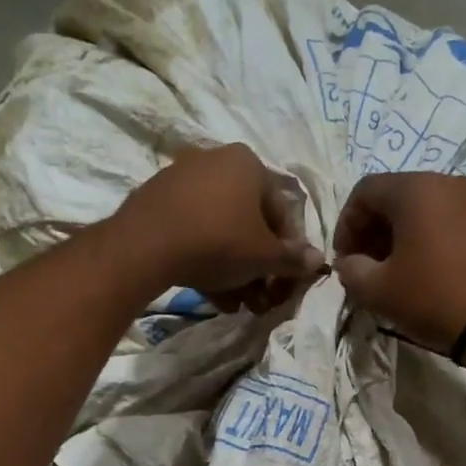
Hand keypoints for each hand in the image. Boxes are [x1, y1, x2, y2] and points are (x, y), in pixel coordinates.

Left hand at [113, 144, 324, 310]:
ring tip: (237, 304)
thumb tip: (319, 261)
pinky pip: (193, 232)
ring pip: (221, 230)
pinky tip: (212, 294)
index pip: (282, 211)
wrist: (146, 246)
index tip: (284, 280)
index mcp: (248, 163)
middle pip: (249, 222)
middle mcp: (216, 161)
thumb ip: (293, 259)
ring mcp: (183, 179)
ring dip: (234, 270)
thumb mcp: (263, 257)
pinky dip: (206, 260)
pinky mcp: (157, 202)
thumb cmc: (218, 242)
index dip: (288, 251)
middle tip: (260, 299)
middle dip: (257, 266)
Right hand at [333, 173, 465, 348]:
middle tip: (365, 266)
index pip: (364, 191)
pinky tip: (427, 272)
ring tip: (395, 272)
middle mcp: (449, 183)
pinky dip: (430, 239)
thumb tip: (349, 263)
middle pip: (396, 197)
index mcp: (416, 189)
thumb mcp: (377, 290)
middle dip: (373, 229)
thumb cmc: (432, 298)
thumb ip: (351, 269)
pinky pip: (450, 222)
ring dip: (401, 236)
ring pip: (425, 209)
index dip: (345, 224)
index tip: (344, 259)